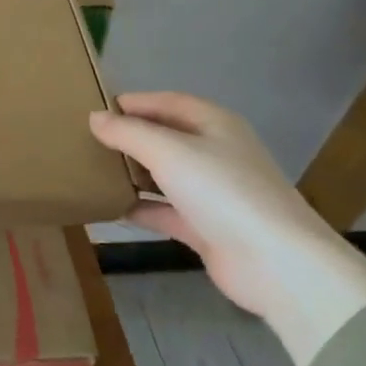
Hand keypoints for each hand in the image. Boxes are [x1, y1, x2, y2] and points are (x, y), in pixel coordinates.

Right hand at [90, 93, 365, 365]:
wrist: (276, 263)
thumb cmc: (222, 190)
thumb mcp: (168, 151)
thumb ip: (128, 133)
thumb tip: (95, 118)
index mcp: (215, 125)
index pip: (169, 102)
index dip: (134, 102)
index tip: (96, 108)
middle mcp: (216, 153)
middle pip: (166, 137)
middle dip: (130, 137)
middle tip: (88, 138)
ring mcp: (213, 193)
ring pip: (165, 174)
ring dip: (133, 172)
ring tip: (93, 169)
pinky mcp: (207, 228)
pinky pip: (165, 210)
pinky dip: (141, 208)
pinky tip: (109, 208)